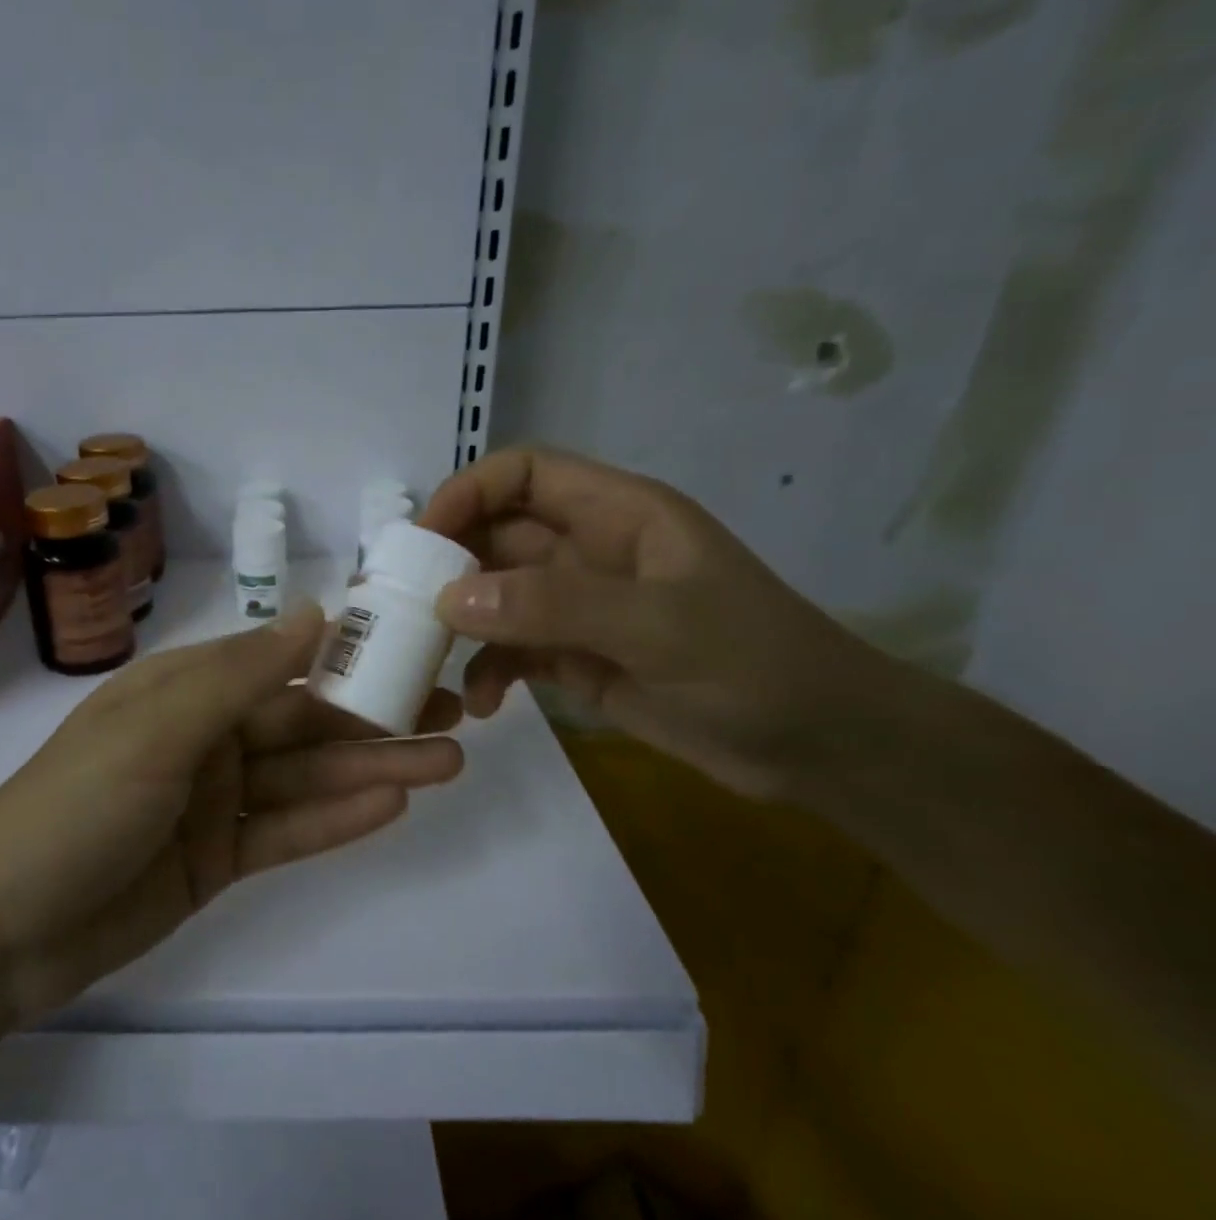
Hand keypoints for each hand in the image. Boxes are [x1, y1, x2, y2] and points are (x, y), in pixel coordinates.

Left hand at [0, 605, 463, 1021]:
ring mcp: (212, 801)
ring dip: (374, 769)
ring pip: (306, 778)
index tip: (415, 647)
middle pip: (304, 722)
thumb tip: (316, 613)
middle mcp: (204, 737)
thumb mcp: (157, 730)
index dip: (347, 653)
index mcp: (183, 689)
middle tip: (458, 712)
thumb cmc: (76, 808)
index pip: (280, 661)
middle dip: (377, 717)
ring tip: (449, 761)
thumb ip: (241, 676)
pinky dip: (336, 820)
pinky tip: (394, 805)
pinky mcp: (217, 859)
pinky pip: (286, 832)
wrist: (4, 932)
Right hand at [420, 446, 890, 800]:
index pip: (525, 473)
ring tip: (427, 657)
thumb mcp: (660, 628)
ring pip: (495, 596)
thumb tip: (447, 600)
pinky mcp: (574, 658)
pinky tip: (483, 705)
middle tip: (401, 605)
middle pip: (496, 535)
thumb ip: (554, 607)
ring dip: (459, 623)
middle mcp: (590, 552)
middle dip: (448, 564)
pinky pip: (511, 653)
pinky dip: (488, 672)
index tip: (421, 538)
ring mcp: (578, 609)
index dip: (469, 492)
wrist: (818, 746)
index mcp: (618, 514)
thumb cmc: (755, 666)